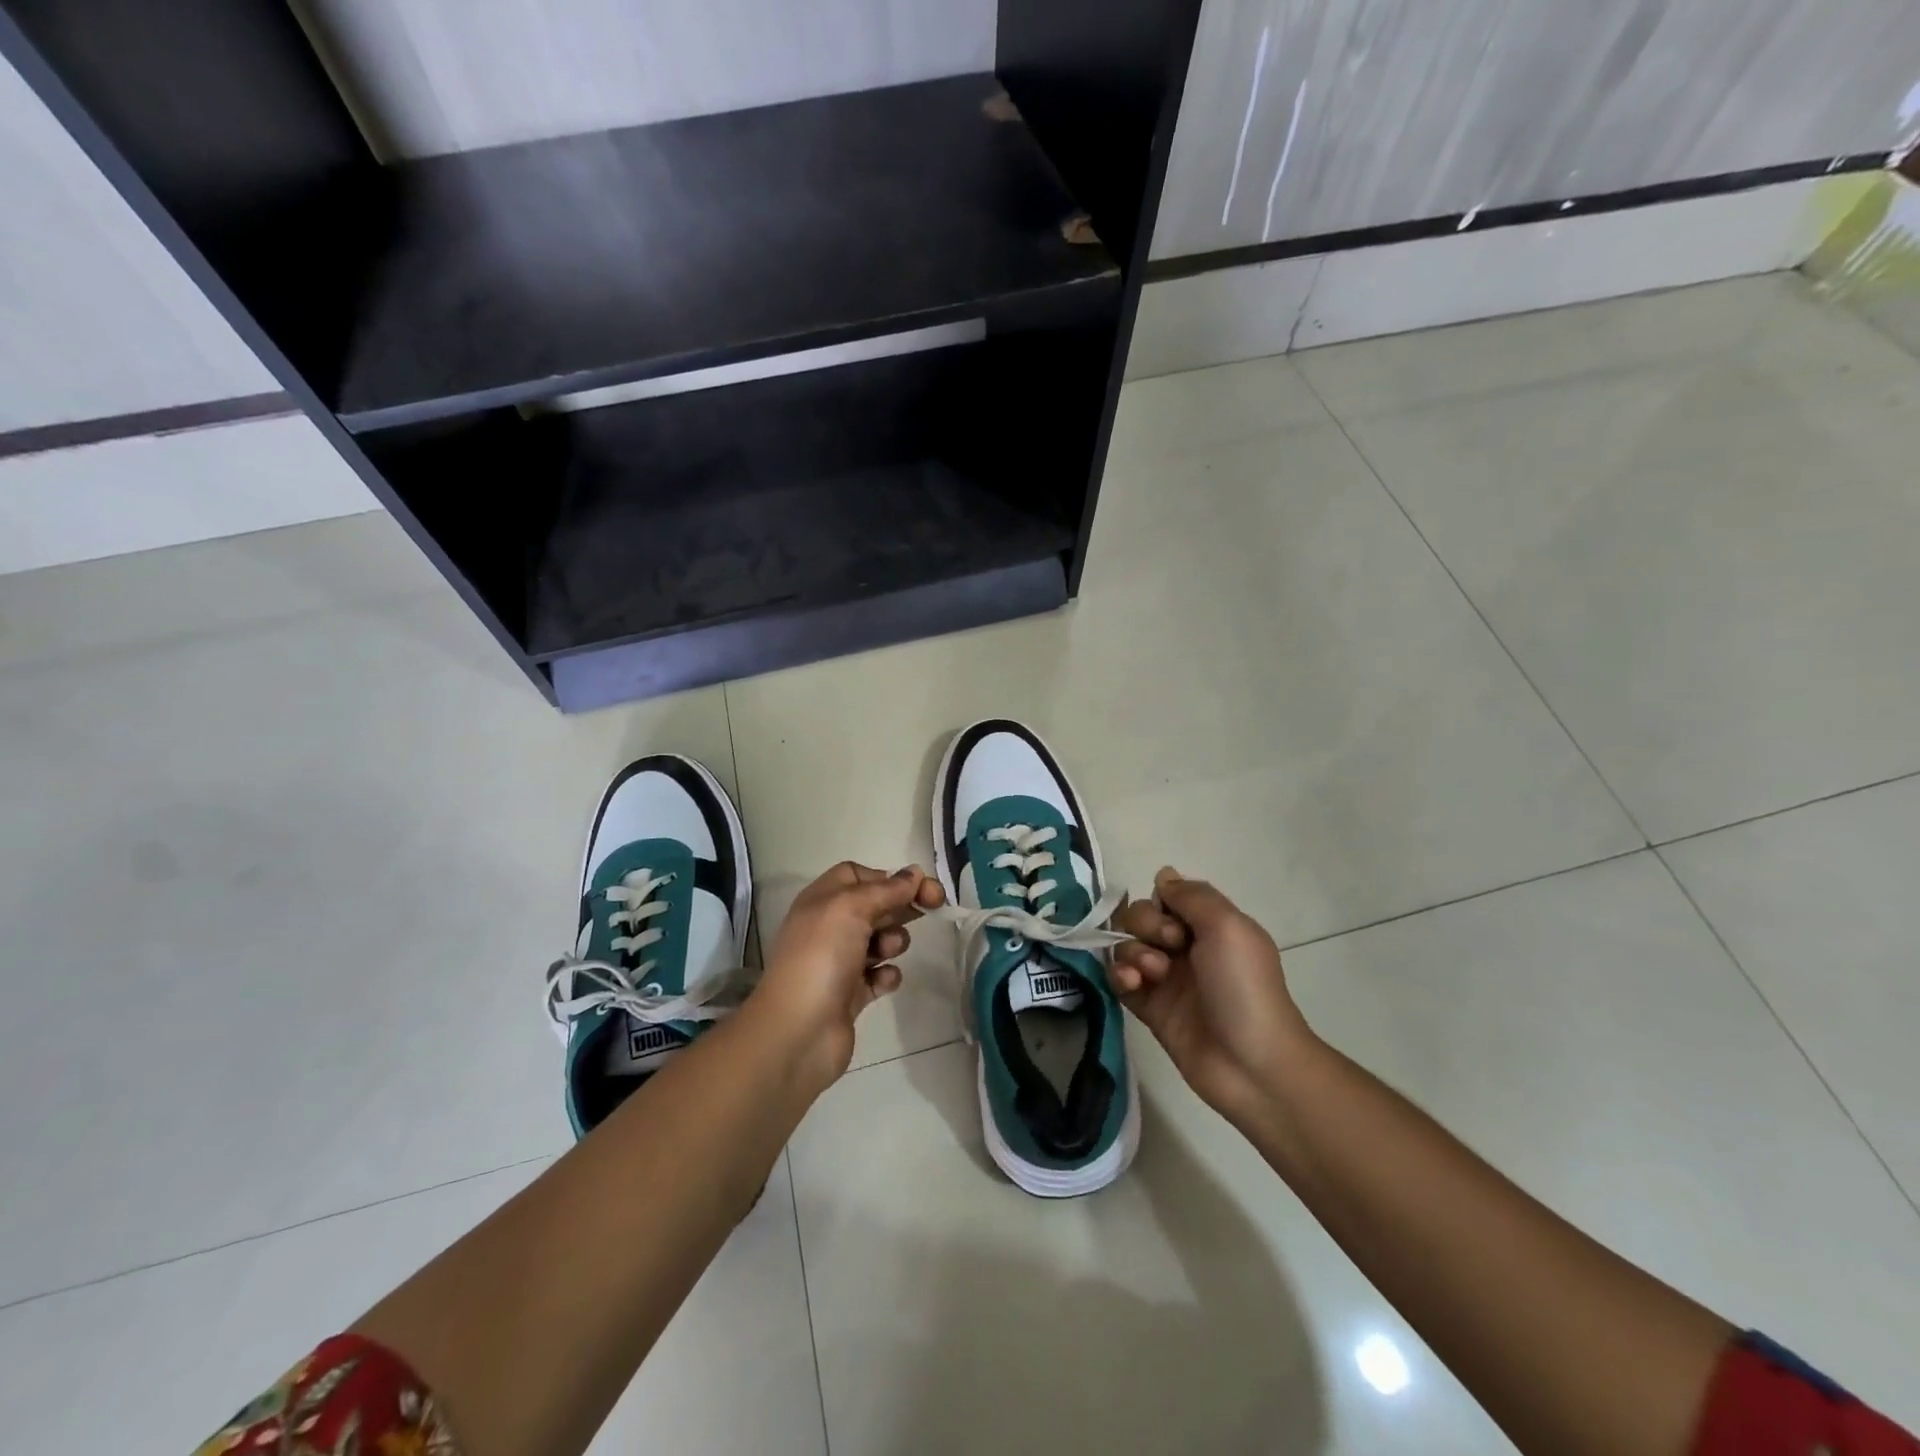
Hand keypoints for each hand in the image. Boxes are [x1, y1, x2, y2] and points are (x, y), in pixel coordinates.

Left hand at [753, 862, 944, 1090]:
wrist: (798, 1031)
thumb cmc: (821, 956)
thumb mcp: (852, 908)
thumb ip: (887, 889)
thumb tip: (915, 873)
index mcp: (822, 900)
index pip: (858, 876)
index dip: (889, 878)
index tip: (920, 887)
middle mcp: (829, 927)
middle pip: (874, 906)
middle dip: (901, 906)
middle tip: (934, 908)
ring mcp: (840, 962)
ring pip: (880, 940)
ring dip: (893, 941)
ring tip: (887, 952)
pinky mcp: (851, 995)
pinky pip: (879, 976)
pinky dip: (886, 975)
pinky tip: (883, 981)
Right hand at [1110, 867, 1315, 1126]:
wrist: (1251, 1063)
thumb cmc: (1244, 987)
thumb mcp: (1228, 926)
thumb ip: (1192, 895)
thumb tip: (1163, 874)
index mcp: (1210, 926)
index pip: (1167, 896)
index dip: (1162, 902)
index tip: (1176, 922)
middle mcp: (1185, 947)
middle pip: (1141, 916)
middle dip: (1145, 925)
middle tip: (1169, 949)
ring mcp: (1165, 978)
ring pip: (1126, 944)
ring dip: (1132, 951)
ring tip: (1152, 974)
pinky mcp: (1147, 1007)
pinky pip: (1118, 978)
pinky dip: (1119, 975)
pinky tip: (1132, 983)